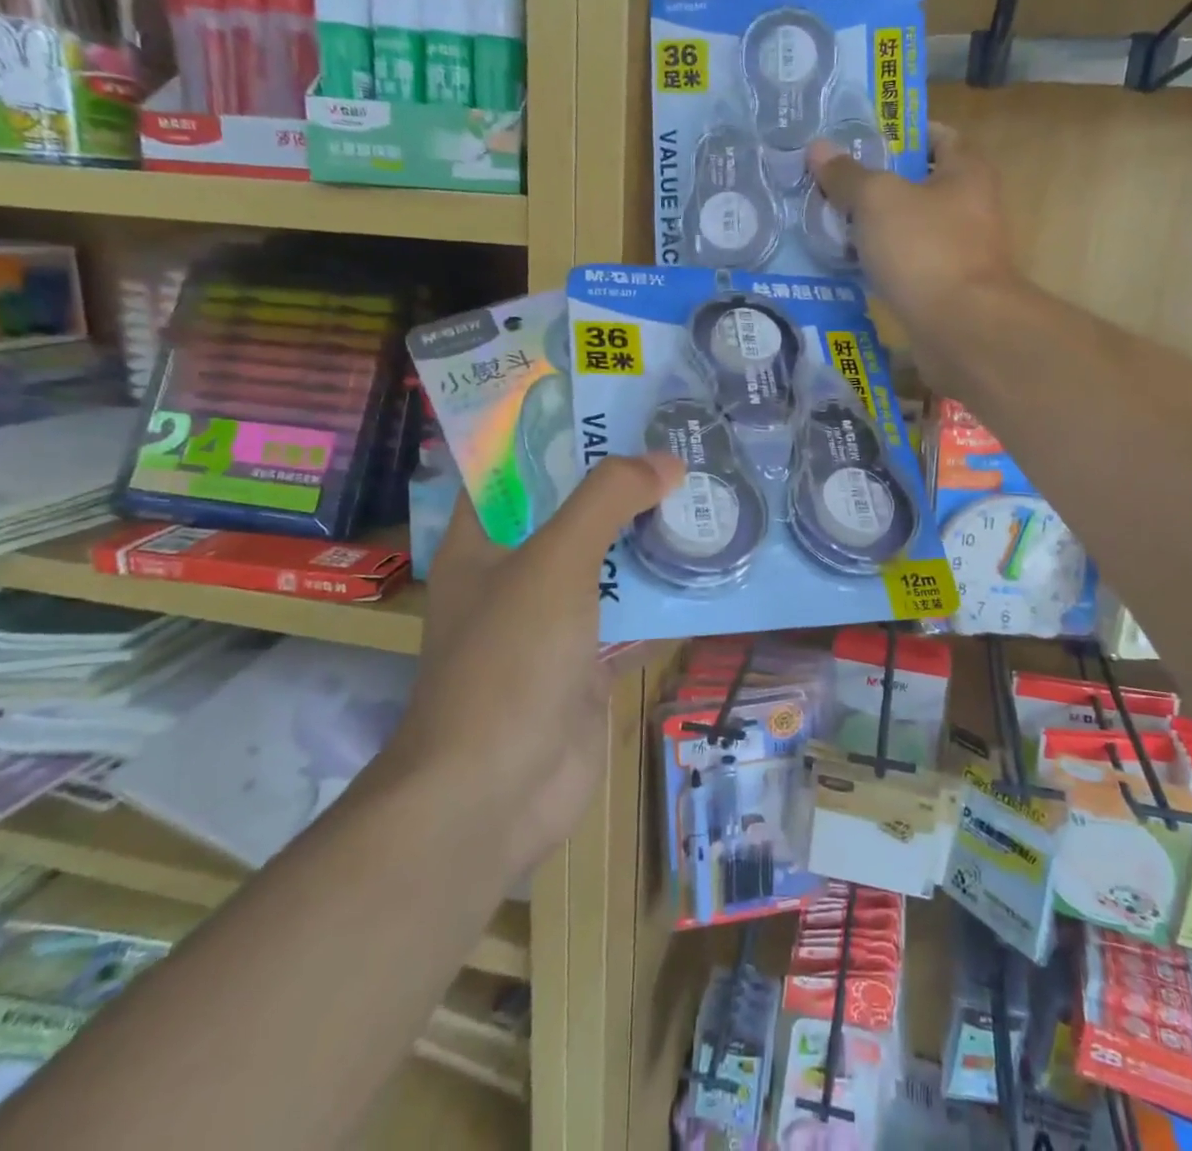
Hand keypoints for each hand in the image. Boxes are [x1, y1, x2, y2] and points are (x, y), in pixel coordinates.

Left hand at [390, 454, 683, 869]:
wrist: (498, 792)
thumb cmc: (509, 660)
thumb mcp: (555, 562)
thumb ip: (607, 501)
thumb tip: (666, 460)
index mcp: (483, 539)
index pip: (514, 465)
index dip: (555, 428)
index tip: (610, 399)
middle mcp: (514, 573)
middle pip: (571, 510)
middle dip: (620, 480)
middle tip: (679, 438)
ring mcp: (554, 620)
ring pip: (607, 562)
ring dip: (648, 535)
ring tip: (704, 488)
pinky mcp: (588, 660)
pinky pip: (630, 613)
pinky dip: (663, 593)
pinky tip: (708, 565)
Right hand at [807, 123, 1021, 388]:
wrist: (961, 329)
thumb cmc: (924, 249)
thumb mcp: (877, 200)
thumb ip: (847, 175)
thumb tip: (818, 148)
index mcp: (966, 172)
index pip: (936, 136)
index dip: (898, 134)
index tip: (858, 139)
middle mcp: (971, 208)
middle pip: (918, 185)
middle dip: (876, 184)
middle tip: (831, 184)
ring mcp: (960, 252)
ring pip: (909, 229)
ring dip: (874, 228)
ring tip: (829, 224)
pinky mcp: (945, 290)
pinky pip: (907, 266)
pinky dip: (881, 264)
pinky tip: (849, 266)